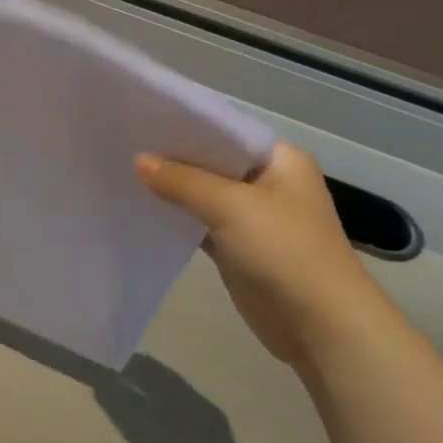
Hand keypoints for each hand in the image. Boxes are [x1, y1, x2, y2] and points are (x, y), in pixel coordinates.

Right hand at [92, 356, 257, 442]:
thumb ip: (127, 414)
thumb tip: (100, 384)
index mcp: (198, 404)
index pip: (158, 371)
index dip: (130, 361)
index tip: (101, 356)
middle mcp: (204, 412)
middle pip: (163, 386)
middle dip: (135, 377)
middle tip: (100, 373)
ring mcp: (206, 436)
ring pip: (167, 405)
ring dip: (142, 396)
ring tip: (113, 395)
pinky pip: (171, 424)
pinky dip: (151, 417)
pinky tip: (138, 426)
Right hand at [136, 142, 405, 378]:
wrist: (319, 323)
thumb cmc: (283, 250)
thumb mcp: (230, 206)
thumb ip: (181, 181)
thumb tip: (138, 160)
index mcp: (280, 160)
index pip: (226, 131)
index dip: (186, 126)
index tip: (142, 119)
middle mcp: (268, 182)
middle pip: (212, 162)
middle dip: (172, 158)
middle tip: (124, 144)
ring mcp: (253, 217)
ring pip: (203, 194)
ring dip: (171, 188)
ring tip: (123, 173)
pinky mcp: (237, 247)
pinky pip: (200, 223)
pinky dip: (176, 218)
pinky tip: (143, 208)